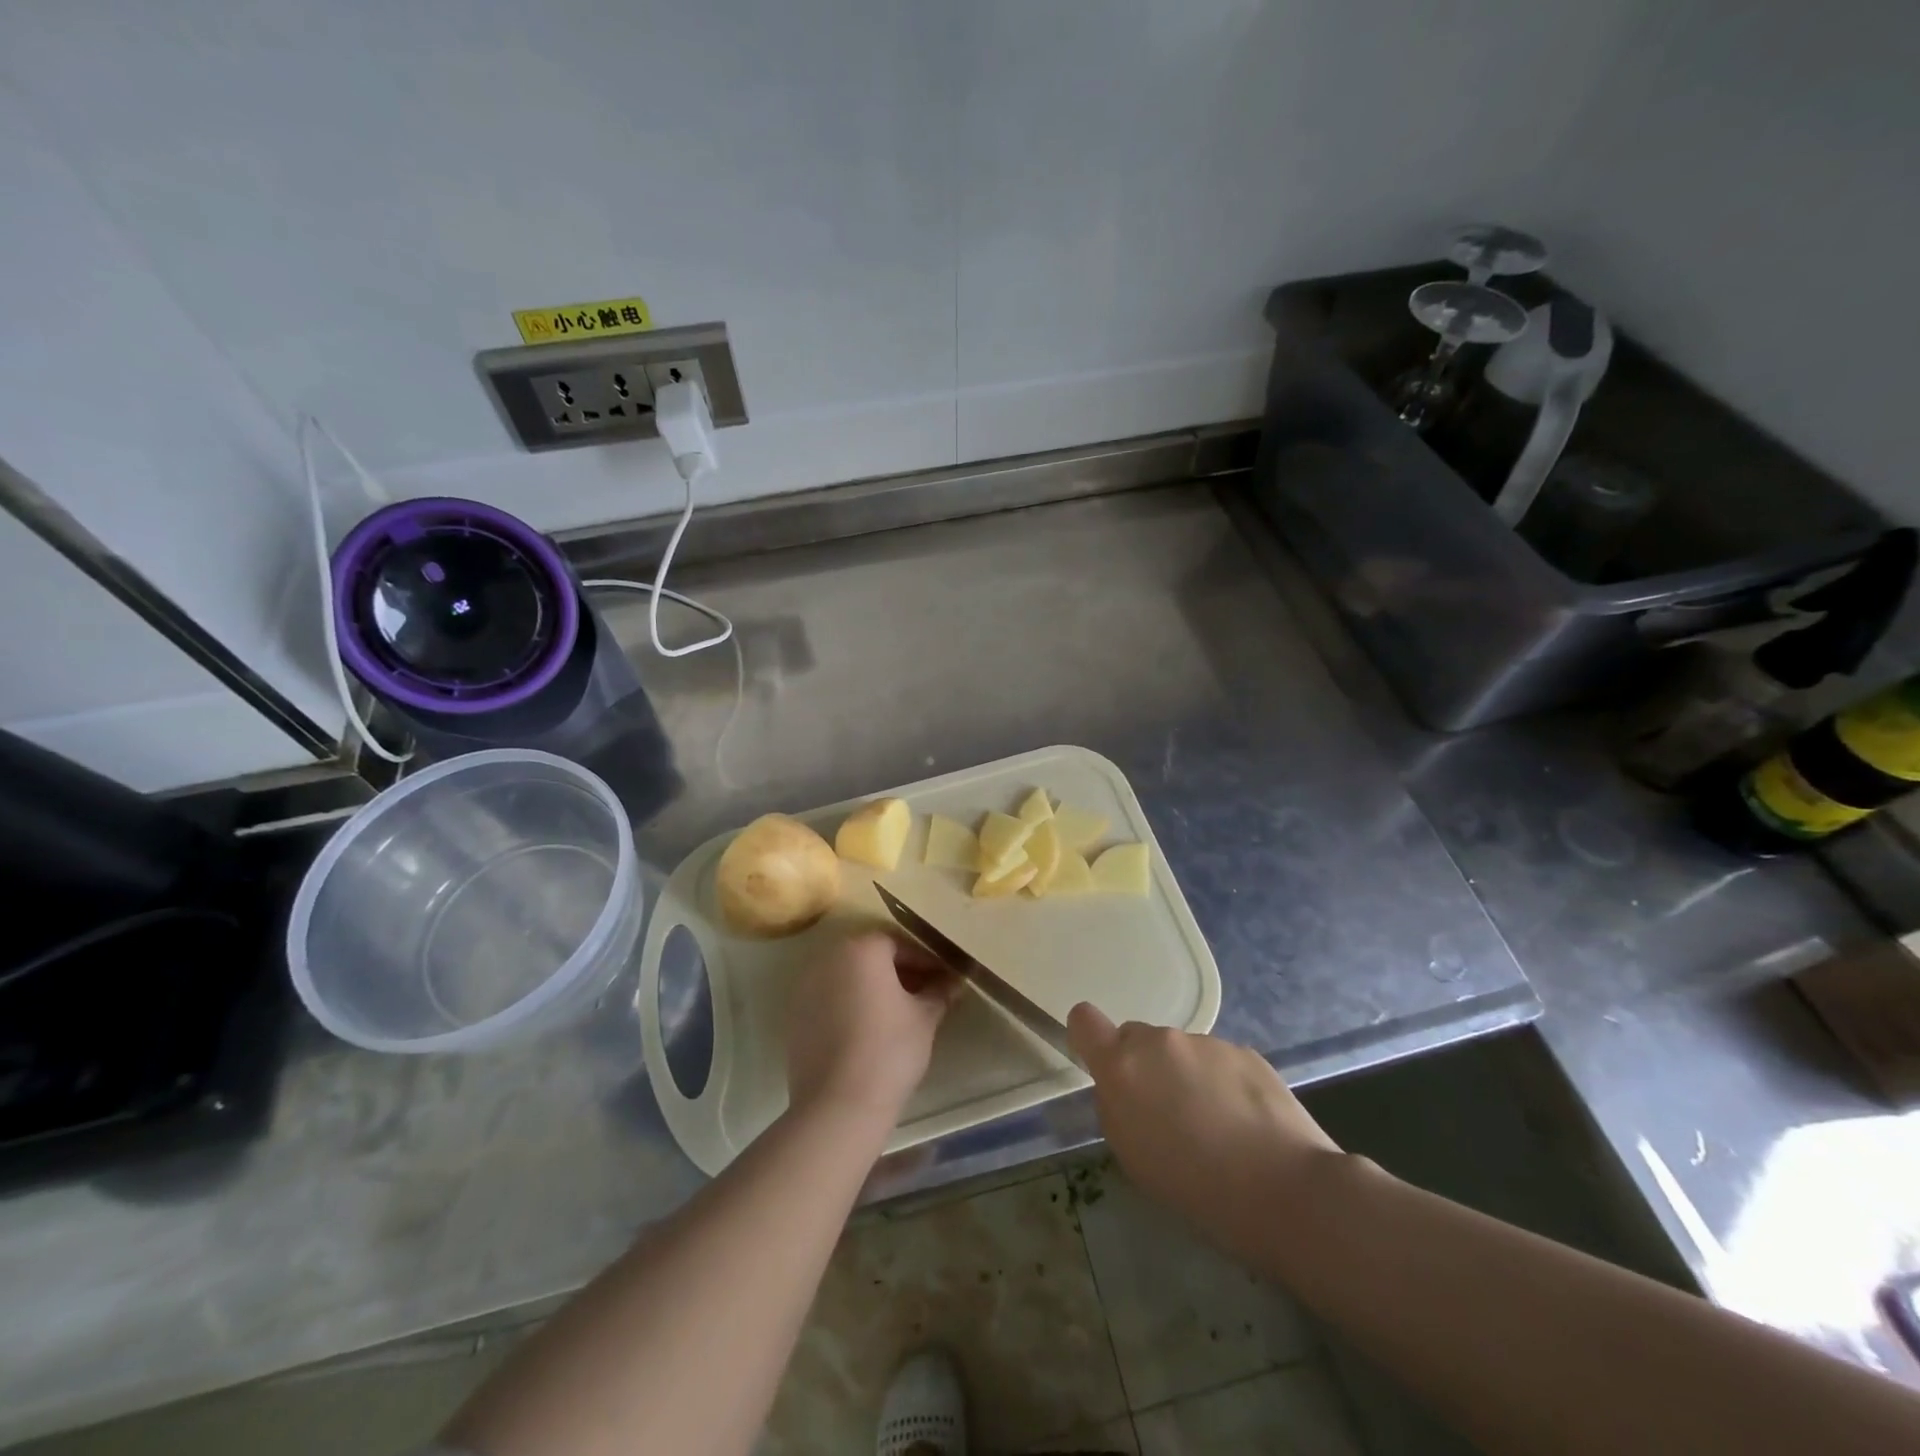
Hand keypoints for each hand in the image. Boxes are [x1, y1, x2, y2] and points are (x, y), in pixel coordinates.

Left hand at [786, 931, 959, 1126]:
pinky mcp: (796, 1015)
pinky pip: (831, 998)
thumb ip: (939, 992)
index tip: (943, 979)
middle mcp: (829, 958)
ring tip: (898, 1012)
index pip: (899, 944)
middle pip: (871, 956)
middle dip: (899, 971)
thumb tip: (953, 982)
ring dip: (873, 986)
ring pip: (849, 976)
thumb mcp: (925, 1017)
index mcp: (862, 949)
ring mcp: (807, 986)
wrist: (839, 1104)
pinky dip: (851, 1004)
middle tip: (924, 993)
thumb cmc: (889, 1049)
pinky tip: (869, 1029)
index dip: (926, 961)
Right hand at [1067, 1004, 1340, 1243]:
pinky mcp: (1245, 1051)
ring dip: (1187, 1077)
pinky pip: (1218, 1061)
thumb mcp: (1133, 1156)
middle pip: (1137, 1039)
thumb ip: (1117, 1108)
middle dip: (1145, 1068)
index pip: (1084, 1020)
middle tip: (1168, 1115)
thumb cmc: (1196, 1187)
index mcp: (1122, 1066)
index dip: (1088, 1038)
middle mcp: (1160, 1041)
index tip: (1101, 1065)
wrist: (1286, 1189)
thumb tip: (1124, 1089)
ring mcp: (1205, 1042)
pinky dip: (1223, 1084)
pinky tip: (1246, 1124)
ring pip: (1181, 1052)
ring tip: (1216, 1128)